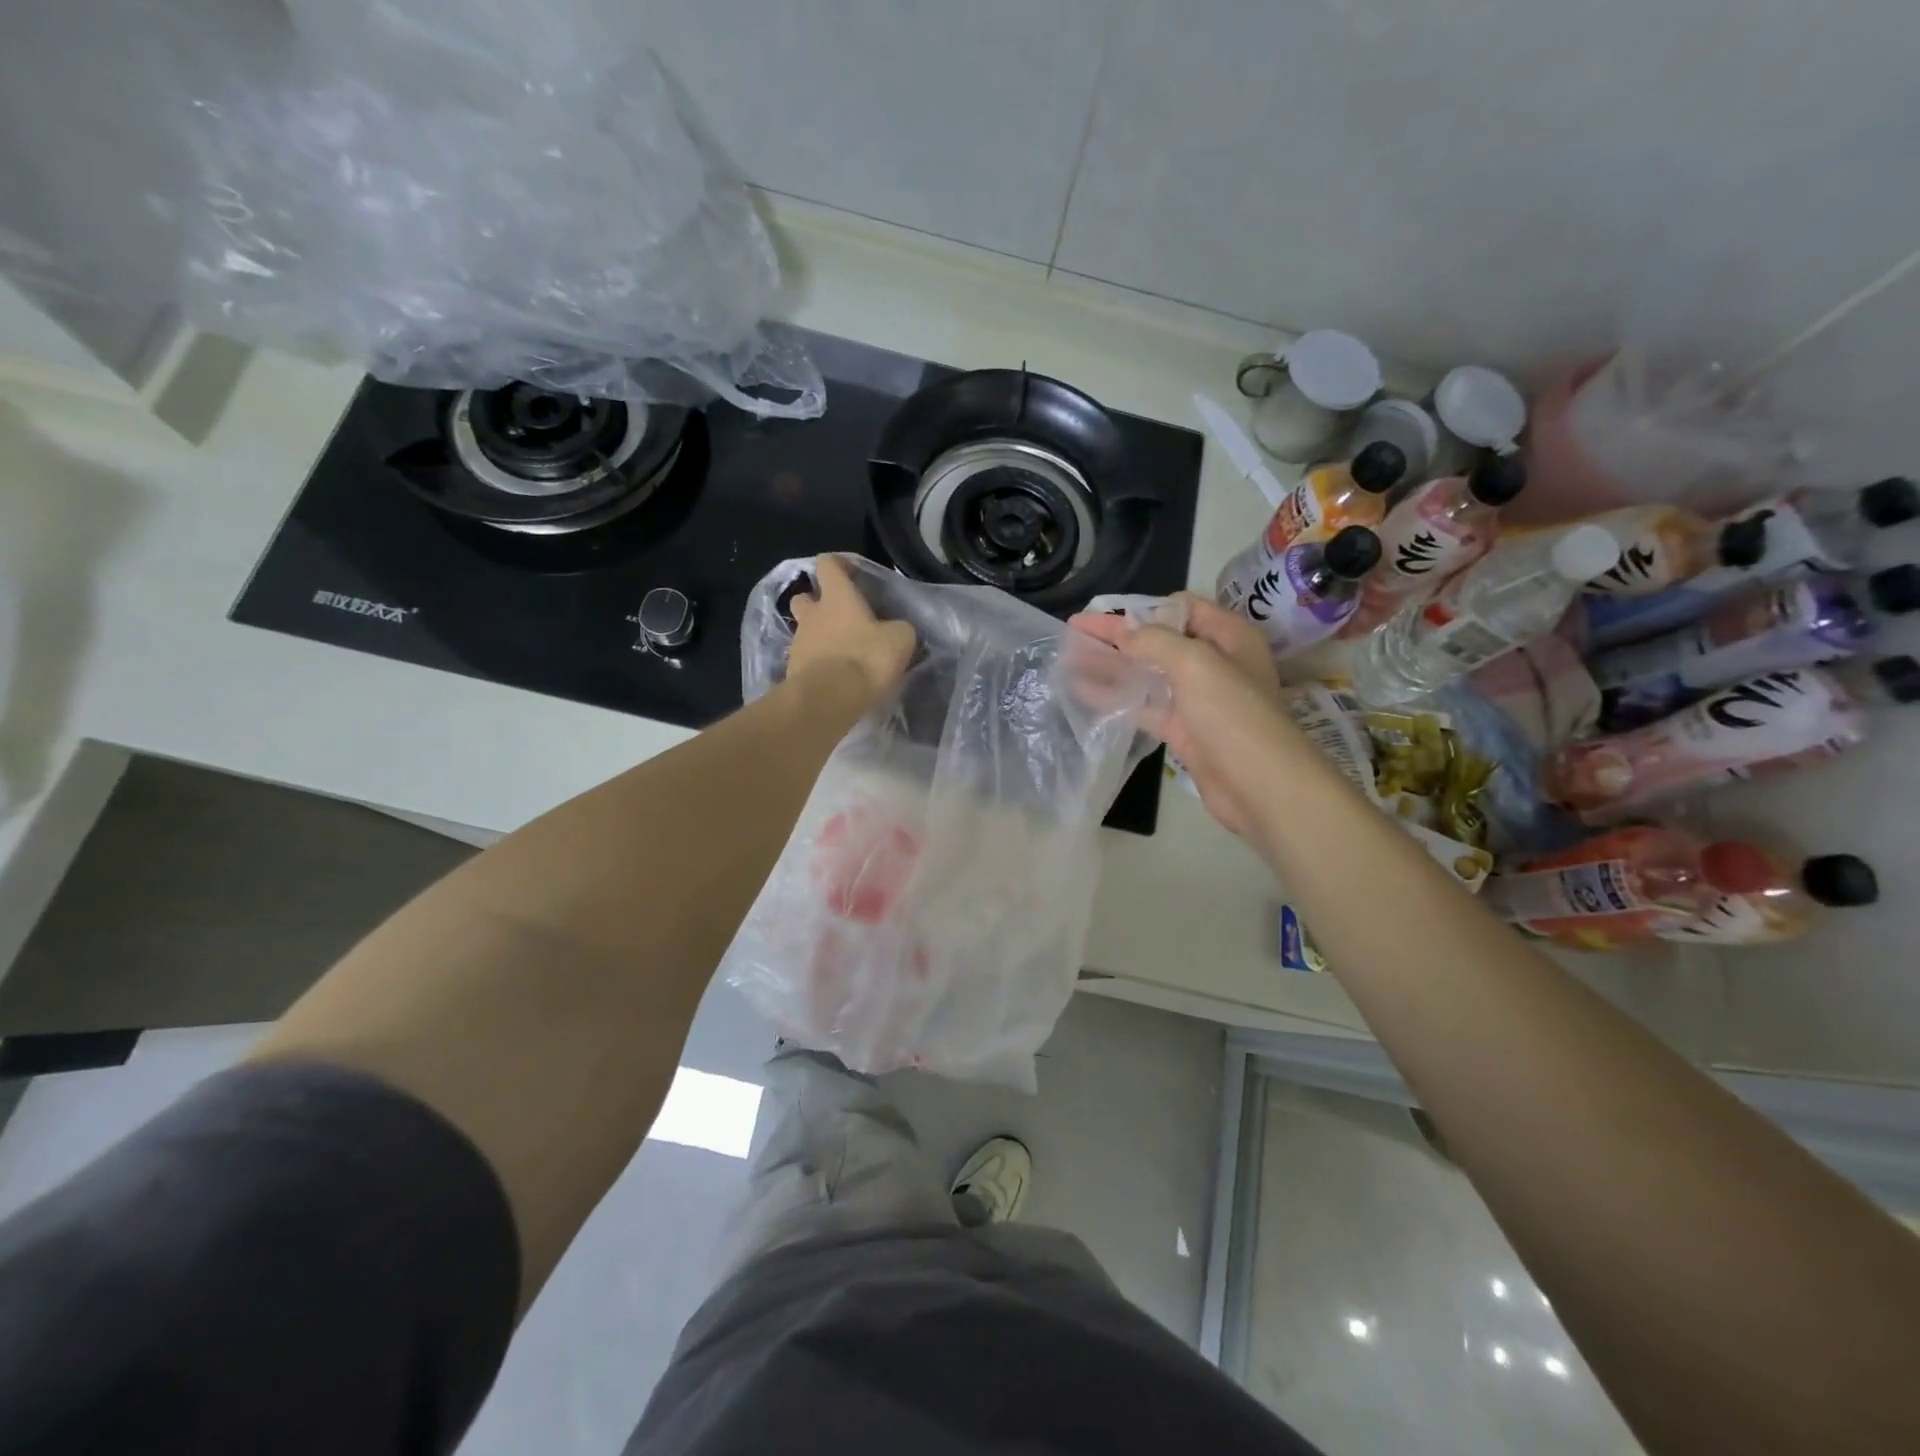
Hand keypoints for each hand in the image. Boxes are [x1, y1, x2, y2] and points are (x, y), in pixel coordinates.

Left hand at [789, 555, 915, 711]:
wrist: (830, 699)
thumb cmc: (866, 658)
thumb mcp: (900, 639)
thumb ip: (899, 628)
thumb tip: (897, 630)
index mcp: (837, 597)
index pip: (828, 564)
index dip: (838, 564)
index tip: (851, 573)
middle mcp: (812, 614)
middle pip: (804, 597)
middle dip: (817, 603)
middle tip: (839, 617)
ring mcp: (799, 643)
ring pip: (804, 631)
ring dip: (819, 637)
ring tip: (842, 654)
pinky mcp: (793, 671)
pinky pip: (805, 660)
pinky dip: (818, 664)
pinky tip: (835, 678)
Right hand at [1071, 593, 1298, 837]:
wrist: (1258, 785)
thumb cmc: (1232, 714)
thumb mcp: (1195, 663)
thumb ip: (1154, 641)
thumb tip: (1123, 633)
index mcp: (1228, 636)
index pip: (1182, 608)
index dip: (1144, 608)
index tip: (1105, 614)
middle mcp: (1215, 662)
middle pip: (1159, 640)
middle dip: (1118, 636)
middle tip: (1074, 631)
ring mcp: (1198, 699)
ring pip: (1148, 674)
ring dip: (1112, 666)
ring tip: (1070, 659)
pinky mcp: (1184, 730)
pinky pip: (1145, 706)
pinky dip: (1117, 698)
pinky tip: (1085, 693)